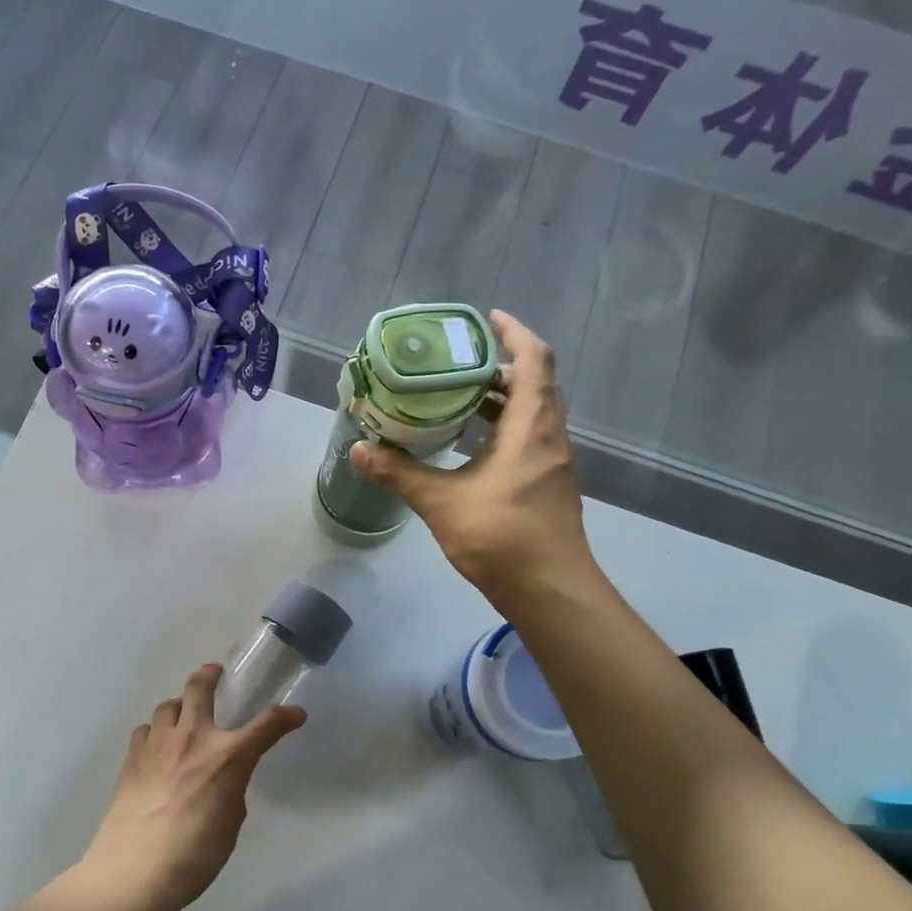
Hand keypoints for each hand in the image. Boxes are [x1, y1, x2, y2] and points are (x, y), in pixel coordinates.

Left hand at [81, 664, 305, 910]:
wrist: (134, 872)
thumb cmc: (194, 857)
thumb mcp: (230, 826)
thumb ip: (231, 792)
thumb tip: (224, 782)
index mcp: (228, 757)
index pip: (266, 725)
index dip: (285, 717)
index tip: (295, 714)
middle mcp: (193, 738)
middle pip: (200, 687)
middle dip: (211, 675)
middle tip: (216, 673)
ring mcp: (158, 744)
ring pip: (168, 704)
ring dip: (180, 704)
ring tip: (183, 714)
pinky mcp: (132, 758)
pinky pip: (146, 729)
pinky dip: (155, 731)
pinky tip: (156, 747)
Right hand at [353, 310, 595, 605]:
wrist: (550, 591)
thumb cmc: (502, 537)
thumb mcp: (442, 502)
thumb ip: (400, 473)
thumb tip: (359, 449)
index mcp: (533, 428)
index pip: (535, 360)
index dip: (515, 333)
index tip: (487, 319)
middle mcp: (550, 437)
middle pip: (534, 385)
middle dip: (499, 368)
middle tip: (457, 363)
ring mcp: (552, 464)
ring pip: (532, 415)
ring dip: (500, 401)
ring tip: (456, 398)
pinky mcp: (547, 486)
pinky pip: (528, 440)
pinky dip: (502, 430)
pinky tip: (468, 446)